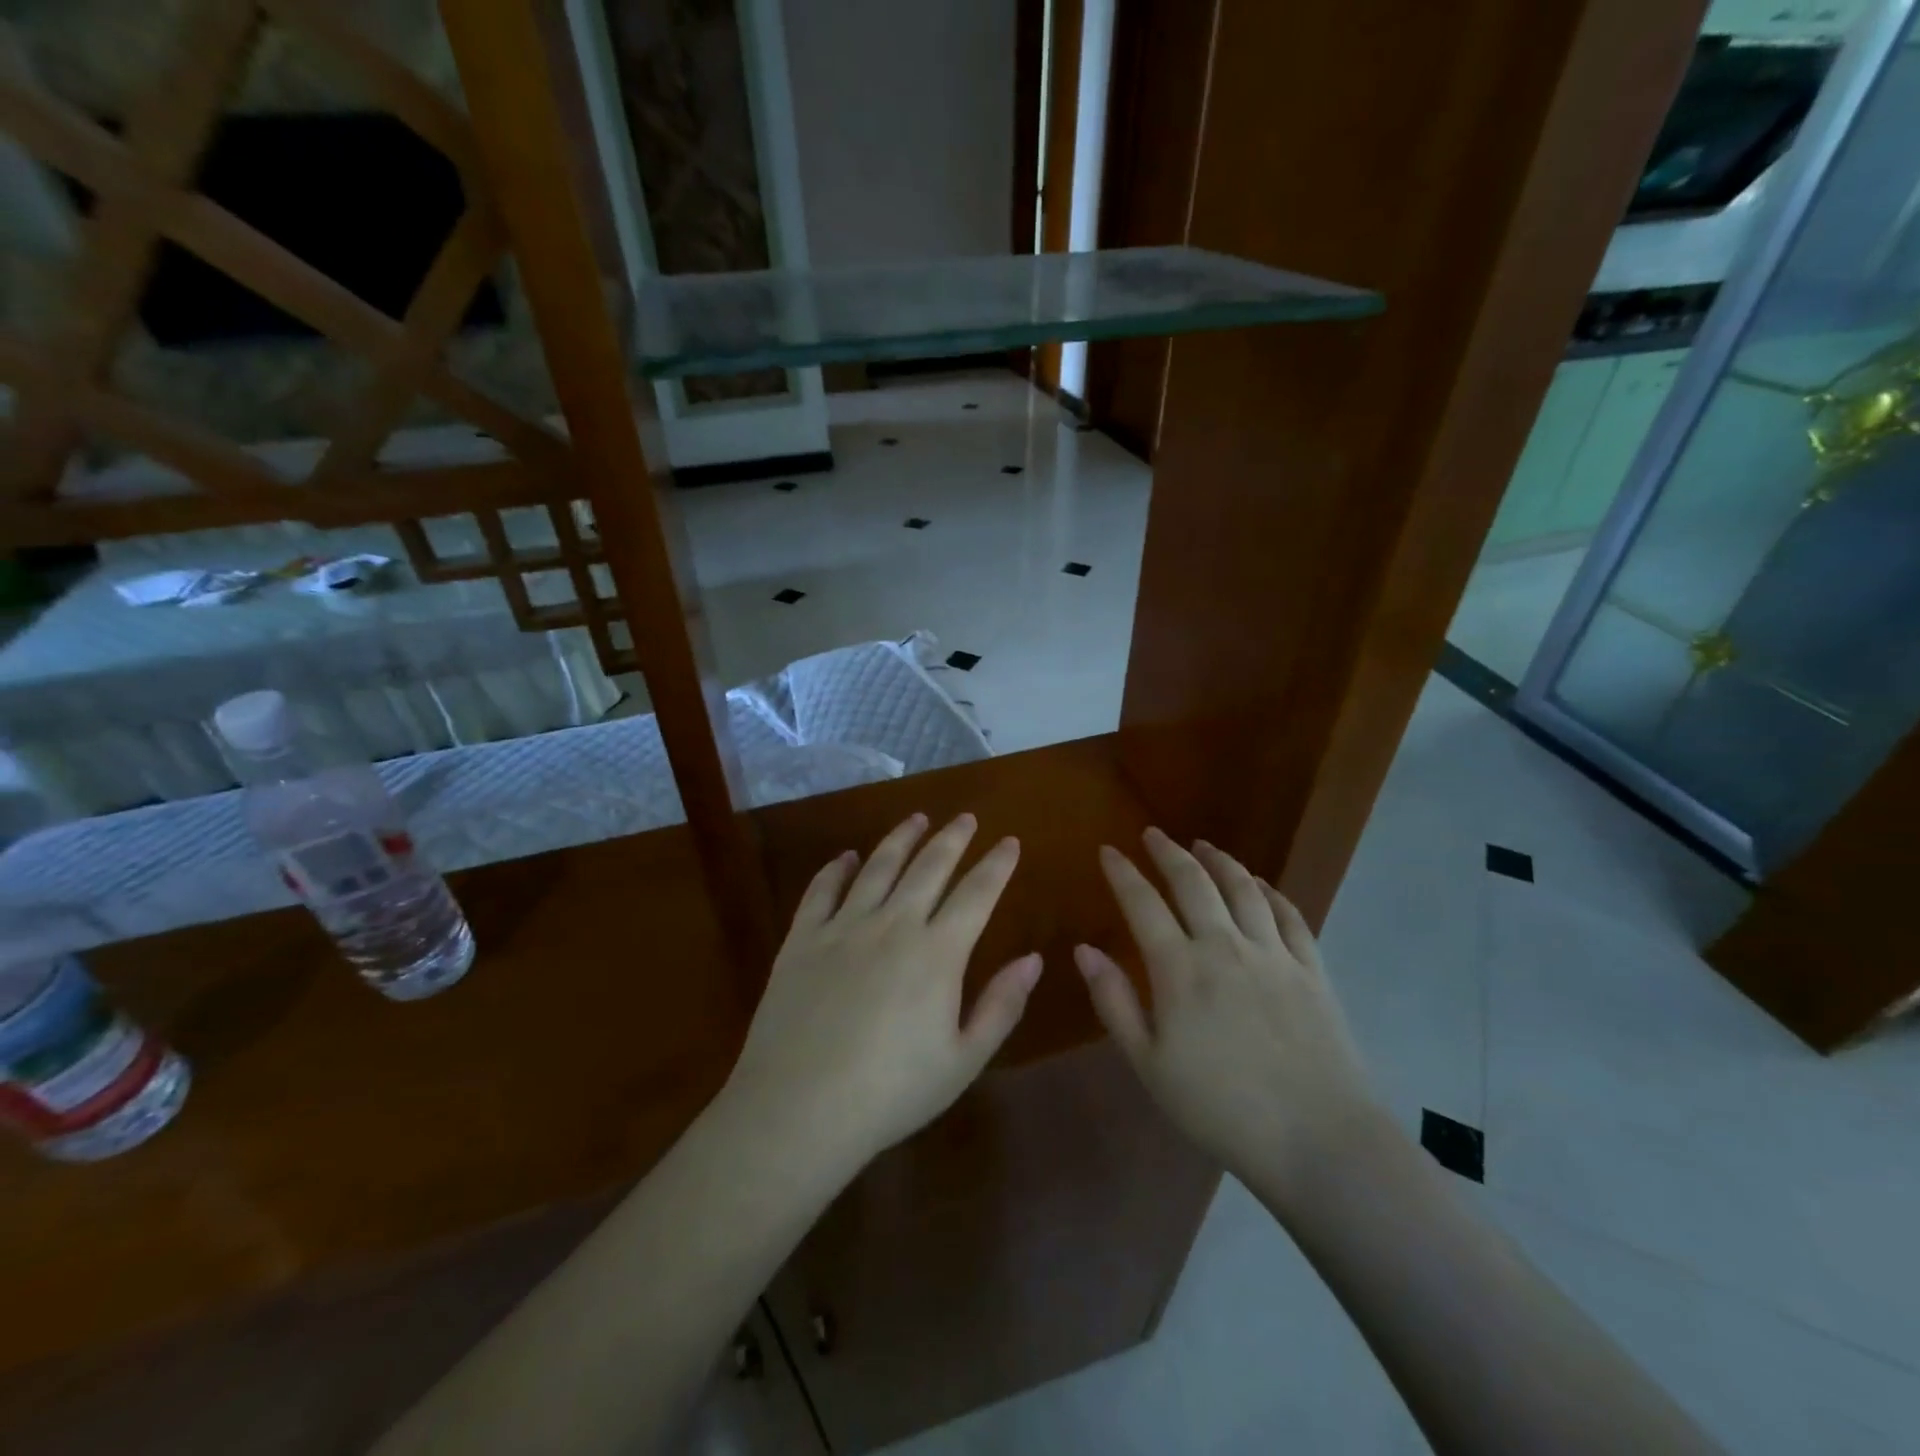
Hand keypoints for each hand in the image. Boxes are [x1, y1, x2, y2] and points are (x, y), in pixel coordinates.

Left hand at [722, 812, 1042, 1175]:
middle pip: (929, 867)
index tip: (1010, 841)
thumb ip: (1001, 1005)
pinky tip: (846, 857)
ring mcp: (843, 927)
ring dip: (901, 839)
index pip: (977, 894)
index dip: (997, 864)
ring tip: (917, 818)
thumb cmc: (891, 1093)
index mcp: (937, 953)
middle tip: (966, 817)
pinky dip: (836, 868)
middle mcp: (893, 924)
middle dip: (952, 838)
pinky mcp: (802, 939)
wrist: (799, 1108)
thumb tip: (1033, 959)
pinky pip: (821, 890)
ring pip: (878, 867)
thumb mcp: (962, 1060)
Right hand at [1076, 828, 1384, 1200]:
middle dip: (1168, 853)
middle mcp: (1225, 946)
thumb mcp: (1149, 1064)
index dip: (1122, 872)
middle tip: (1153, 835)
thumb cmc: (1219, 1107)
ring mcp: (1273, 954)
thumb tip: (1084, 950)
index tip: (1108, 850)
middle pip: (1193, 883)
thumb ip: (1114, 1002)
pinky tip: (1260, 885)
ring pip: (1243, 889)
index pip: (1143, 903)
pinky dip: (1270, 892)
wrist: (1317, 1139)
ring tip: (1203, 846)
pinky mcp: (1311, 969)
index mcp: (1180, 968)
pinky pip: (1289, 915)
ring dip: (1219, 861)